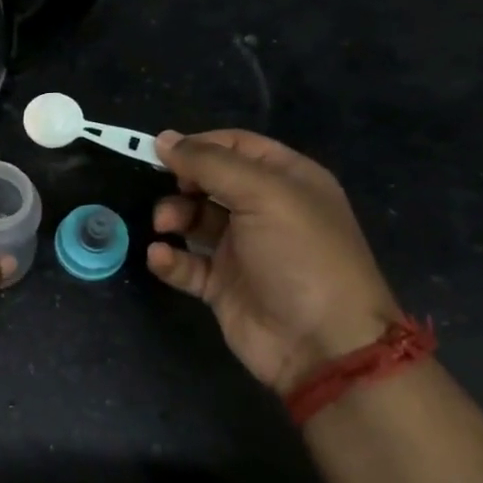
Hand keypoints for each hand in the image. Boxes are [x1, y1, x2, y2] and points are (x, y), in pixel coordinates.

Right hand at [148, 129, 400, 395]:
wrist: (322, 344)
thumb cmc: (300, 255)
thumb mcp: (263, 194)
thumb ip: (210, 163)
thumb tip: (164, 139)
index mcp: (286, 180)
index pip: (236, 146)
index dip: (199, 145)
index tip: (161, 152)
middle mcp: (264, 210)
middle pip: (210, 182)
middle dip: (181, 183)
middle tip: (165, 192)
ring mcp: (243, 249)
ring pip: (194, 220)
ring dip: (173, 217)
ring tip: (164, 226)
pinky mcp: (223, 285)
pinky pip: (186, 264)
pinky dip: (169, 258)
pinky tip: (159, 257)